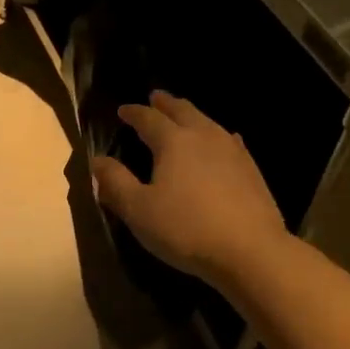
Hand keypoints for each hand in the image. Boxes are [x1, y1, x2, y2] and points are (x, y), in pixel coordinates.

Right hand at [91, 91, 286, 285]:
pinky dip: (217, 135)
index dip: (134, 113)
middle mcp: (203, 137)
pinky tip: (224, 141)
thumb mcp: (138, 210)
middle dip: (166, 103)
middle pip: (183, 111)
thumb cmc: (186, 229)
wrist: (251, 251)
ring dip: (192, 115)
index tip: (123, 110)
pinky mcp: (251, 170)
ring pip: (208, 122)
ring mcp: (232, 151)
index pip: (149, 119)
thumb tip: (98, 160)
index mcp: (173, 142)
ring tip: (184, 115)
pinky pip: (229, 141)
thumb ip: (115, 182)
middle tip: (156, 97)